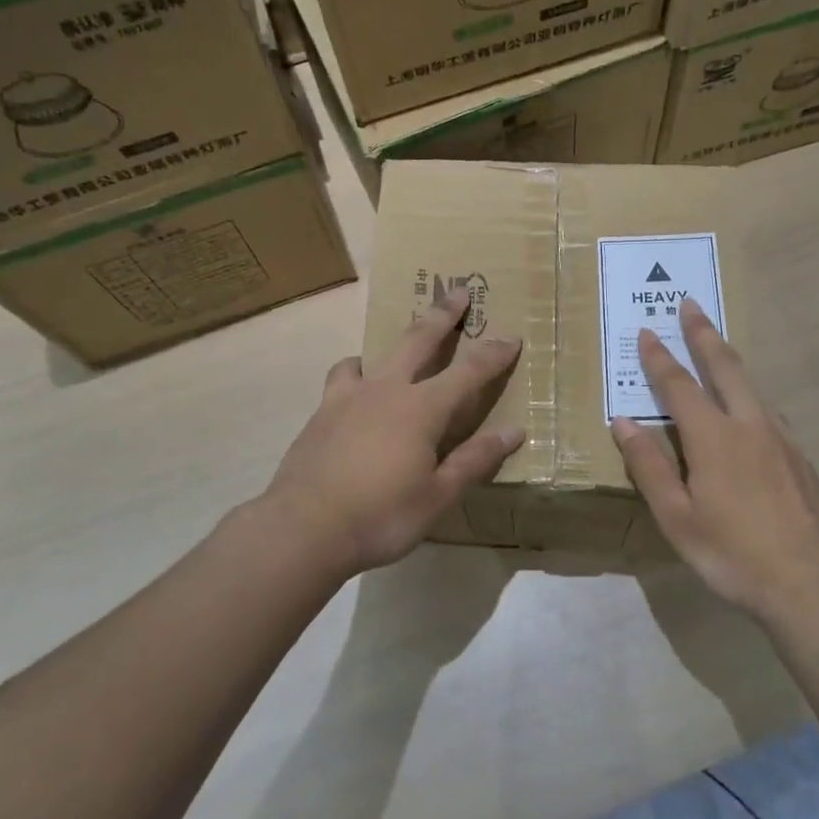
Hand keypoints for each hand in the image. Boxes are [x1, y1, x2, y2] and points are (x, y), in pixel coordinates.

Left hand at [264, 289, 525, 578]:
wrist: (304, 527)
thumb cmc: (381, 516)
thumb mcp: (438, 496)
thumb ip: (475, 460)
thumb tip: (514, 431)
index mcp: (422, 409)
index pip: (469, 372)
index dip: (493, 354)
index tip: (512, 337)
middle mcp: (386, 390)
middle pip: (418, 340)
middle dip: (442, 314)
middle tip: (457, 291)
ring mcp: (348, 397)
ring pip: (372, 354)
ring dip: (391, 344)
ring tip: (395, 351)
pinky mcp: (321, 412)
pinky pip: (342, 378)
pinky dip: (355, 374)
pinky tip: (355, 392)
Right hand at [612, 299, 818, 620]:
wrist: (810, 582)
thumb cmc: (732, 554)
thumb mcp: (676, 517)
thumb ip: (649, 466)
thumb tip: (622, 422)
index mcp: (713, 437)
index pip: (679, 385)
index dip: (660, 357)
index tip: (648, 331)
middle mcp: (749, 425)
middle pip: (724, 367)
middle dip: (703, 334)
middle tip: (691, 304)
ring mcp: (781, 438)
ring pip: (751, 384)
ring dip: (729, 358)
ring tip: (716, 344)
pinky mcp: (800, 456)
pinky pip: (769, 410)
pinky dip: (750, 393)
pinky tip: (749, 406)